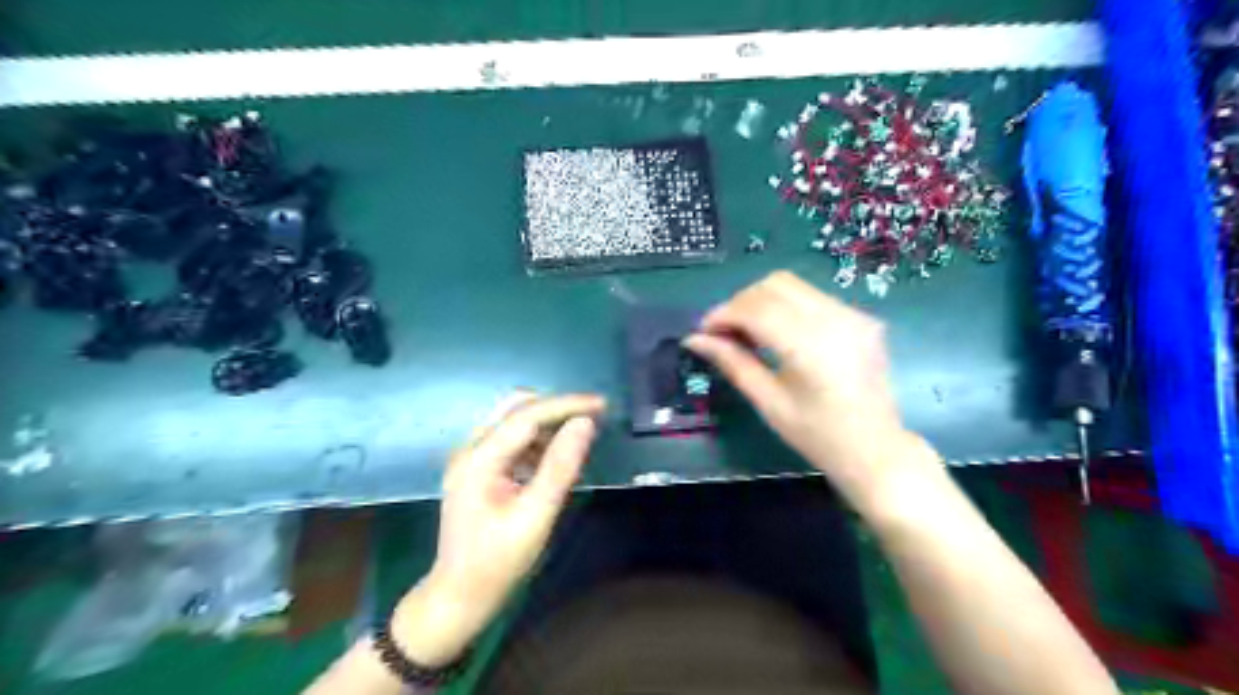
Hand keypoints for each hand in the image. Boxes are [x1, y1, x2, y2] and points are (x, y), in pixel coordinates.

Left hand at [386, 393, 598, 664]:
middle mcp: (471, 450)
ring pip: (514, 422)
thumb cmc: (498, 562)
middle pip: (516, 409)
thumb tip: (585, 424)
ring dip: (548, 425)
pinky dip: (537, 442)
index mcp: (479, 459)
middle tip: (593, 418)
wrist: (458, 597)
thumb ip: (560, 467)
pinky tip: (555, 460)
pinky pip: (511, 441)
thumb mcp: (535, 516)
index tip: (602, 405)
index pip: (527, 415)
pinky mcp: (477, 470)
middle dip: (557, 409)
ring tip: (579, 441)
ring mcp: (471, 459)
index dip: (567, 405)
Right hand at [683, 272, 932, 509]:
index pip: (756, 309)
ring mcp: (853, 314)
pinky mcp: (861, 317)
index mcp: (810, 346)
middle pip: (774, 285)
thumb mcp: (769, 402)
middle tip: (724, 332)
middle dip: (741, 302)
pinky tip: (779, 334)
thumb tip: (694, 339)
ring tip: (748, 331)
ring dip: (762, 301)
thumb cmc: (818, 436)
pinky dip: (786, 307)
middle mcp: (835, 319)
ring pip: (793, 285)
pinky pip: (813, 297)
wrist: (876, 450)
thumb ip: (733, 363)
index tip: (703, 332)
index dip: (723, 314)